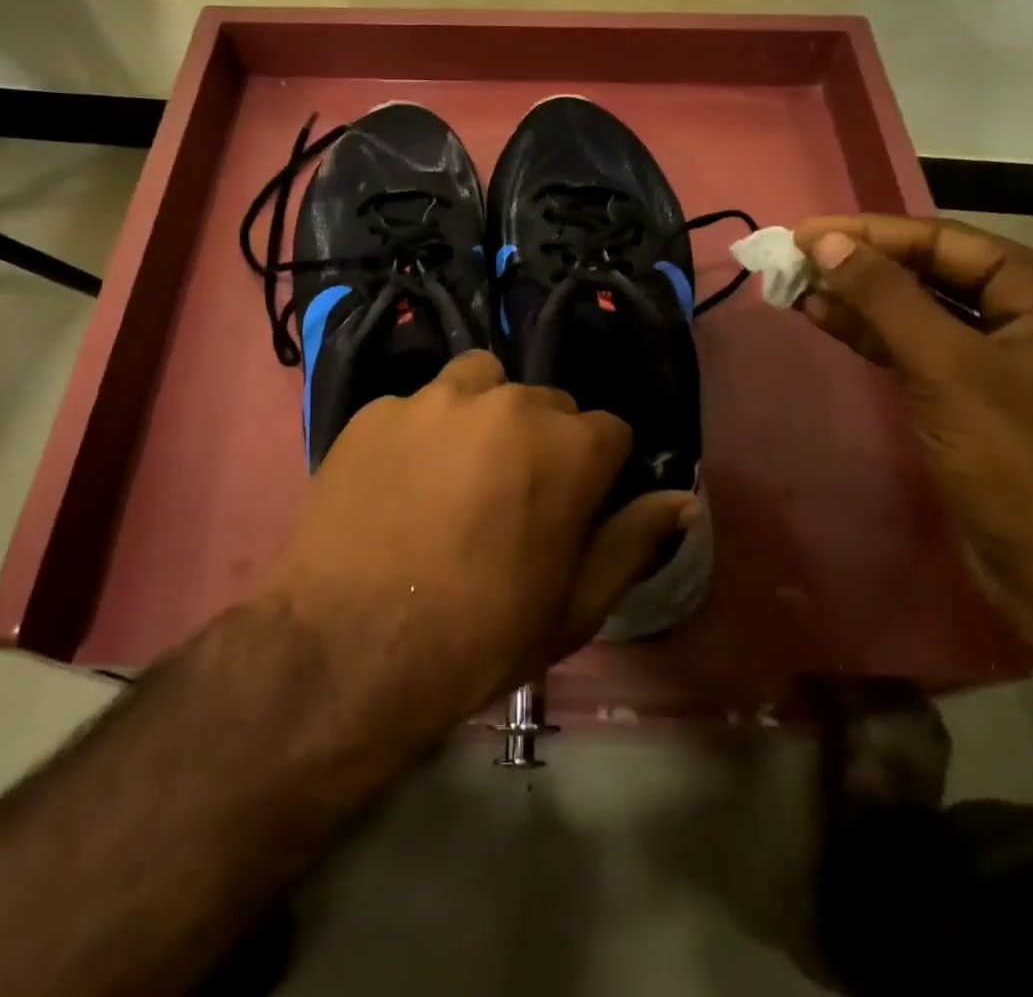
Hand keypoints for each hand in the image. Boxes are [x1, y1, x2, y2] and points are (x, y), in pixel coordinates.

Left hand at [262, 351, 697, 739]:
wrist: (348, 650)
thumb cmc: (480, 636)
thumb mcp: (575, 606)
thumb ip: (634, 540)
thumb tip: (684, 500)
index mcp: (568, 445)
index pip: (610, 432)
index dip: (597, 473)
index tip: (574, 509)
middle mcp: (508, 402)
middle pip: (547, 405)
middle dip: (543, 442)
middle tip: (510, 498)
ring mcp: (435, 398)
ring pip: (482, 382)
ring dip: (484, 416)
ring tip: (459, 470)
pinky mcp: (377, 408)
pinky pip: (417, 406)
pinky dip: (421, 433)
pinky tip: (398, 483)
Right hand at [792, 215, 1032, 642]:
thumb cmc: (1022, 463)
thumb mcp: (948, 369)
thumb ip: (885, 298)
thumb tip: (824, 243)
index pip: (947, 243)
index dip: (871, 234)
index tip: (804, 233)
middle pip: (934, 274)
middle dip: (862, 265)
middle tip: (793, 258)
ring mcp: (1003, 363)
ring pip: (920, 314)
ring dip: (860, 300)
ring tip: (795, 286)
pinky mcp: (975, 400)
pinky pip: (918, 351)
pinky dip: (873, 336)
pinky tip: (826, 320)